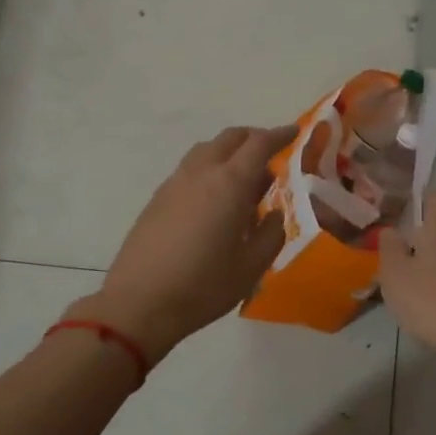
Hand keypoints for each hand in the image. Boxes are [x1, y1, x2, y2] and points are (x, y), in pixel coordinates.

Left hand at [73, 125, 297, 363]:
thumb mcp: (252, 266)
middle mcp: (201, 173)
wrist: (140, 303)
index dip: (280, 135)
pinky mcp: (157, 199)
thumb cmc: (204, 286)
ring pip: (206, 151)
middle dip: (253, 138)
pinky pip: (189, 170)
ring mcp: (174, 184)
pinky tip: (215, 199)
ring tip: (243, 177)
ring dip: (228, 152)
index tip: (295, 132)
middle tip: (271, 152)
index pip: (259, 144)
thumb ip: (271, 233)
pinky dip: (209, 169)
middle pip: (229, 138)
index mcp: (229, 184)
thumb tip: (273, 213)